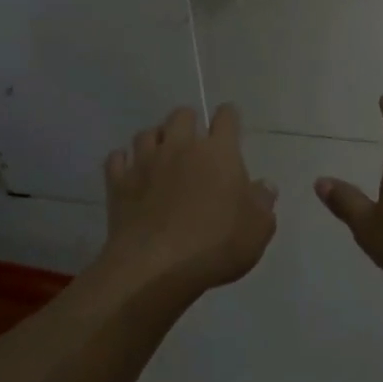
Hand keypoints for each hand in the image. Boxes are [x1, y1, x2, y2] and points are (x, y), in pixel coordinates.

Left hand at [101, 105, 277, 299]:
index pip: (226, 117)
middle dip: (189, 123)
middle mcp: (181, 146)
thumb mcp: (257, 229)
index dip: (229, 117)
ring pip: (147, 132)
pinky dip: (123, 162)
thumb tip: (265, 186)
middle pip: (182, 115)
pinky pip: (117, 159)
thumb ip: (263, 203)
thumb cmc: (216, 244)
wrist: (156, 266)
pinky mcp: (119, 182)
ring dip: (155, 140)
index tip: (230, 124)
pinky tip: (129, 172)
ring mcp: (146, 161)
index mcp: (218, 152)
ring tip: (160, 155)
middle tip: (194, 143)